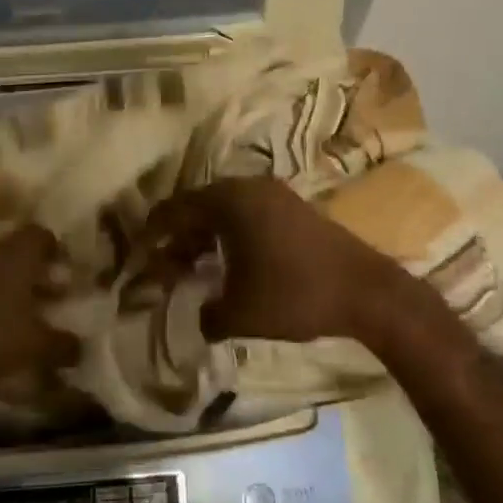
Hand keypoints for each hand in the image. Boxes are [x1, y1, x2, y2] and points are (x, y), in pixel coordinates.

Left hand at [0, 226, 79, 394]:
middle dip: (35, 270)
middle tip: (48, 295)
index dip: (57, 251)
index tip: (66, 273)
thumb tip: (81, 346)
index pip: (42, 234)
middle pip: (18, 249)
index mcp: (16, 253)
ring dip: (9, 283)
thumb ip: (63, 344)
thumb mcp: (35, 347)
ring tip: (20, 313)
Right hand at [144, 177, 397, 344]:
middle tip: (165, 268)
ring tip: (193, 270)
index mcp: (228, 201)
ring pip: (225, 211)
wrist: (365, 290)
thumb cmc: (293, 295)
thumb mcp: (239, 314)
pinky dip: (231, 236)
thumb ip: (207, 314)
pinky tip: (230, 265)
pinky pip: (248, 215)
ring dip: (206, 238)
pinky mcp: (294, 208)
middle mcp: (248, 187)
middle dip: (179, 238)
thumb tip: (199, 315)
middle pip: (199, 207)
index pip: (175, 209)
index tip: (138, 254)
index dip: (153, 233)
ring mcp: (274, 194)